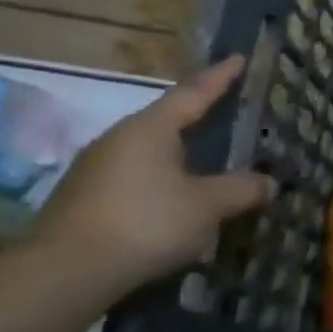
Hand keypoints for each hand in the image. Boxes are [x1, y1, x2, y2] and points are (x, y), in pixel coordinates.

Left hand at [30, 56, 274, 292]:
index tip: (237, 58)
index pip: (193, 93)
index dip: (219, 78)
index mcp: (150, 129)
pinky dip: (160, 186)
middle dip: (197, 122)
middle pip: (167, 123)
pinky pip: (135, 181)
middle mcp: (119, 140)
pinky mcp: (84, 200)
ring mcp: (96, 170)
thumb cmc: (146, 223)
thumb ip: (241, 189)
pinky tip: (175, 207)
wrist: (64, 273)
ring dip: (179, 160)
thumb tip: (268, 181)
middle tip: (226, 119)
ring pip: (149, 155)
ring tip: (206, 170)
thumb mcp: (208, 206)